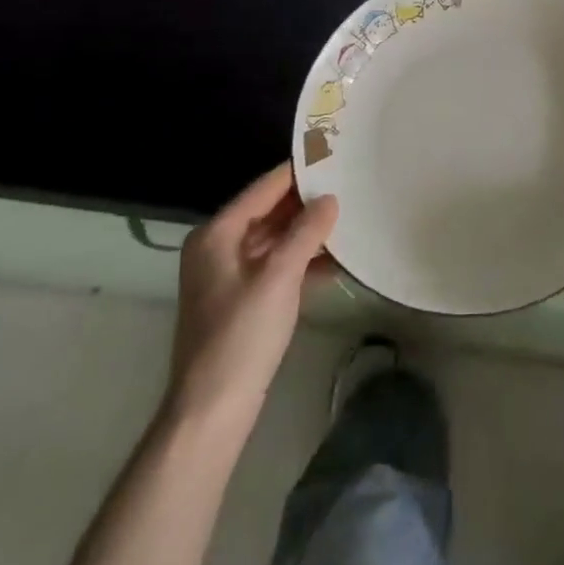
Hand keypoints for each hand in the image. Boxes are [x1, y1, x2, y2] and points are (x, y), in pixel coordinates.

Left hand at [166, 162, 338, 423]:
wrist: (212, 410)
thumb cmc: (241, 336)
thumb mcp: (279, 277)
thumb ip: (306, 233)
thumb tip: (330, 199)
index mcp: (217, 234)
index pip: (264, 188)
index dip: (298, 172)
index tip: (335, 154)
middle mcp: (219, 247)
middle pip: (269, 211)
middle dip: (307, 201)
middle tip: (350, 184)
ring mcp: (230, 274)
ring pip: (276, 239)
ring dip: (309, 231)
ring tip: (351, 216)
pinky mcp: (244, 298)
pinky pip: (277, 264)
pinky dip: (303, 259)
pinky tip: (338, 259)